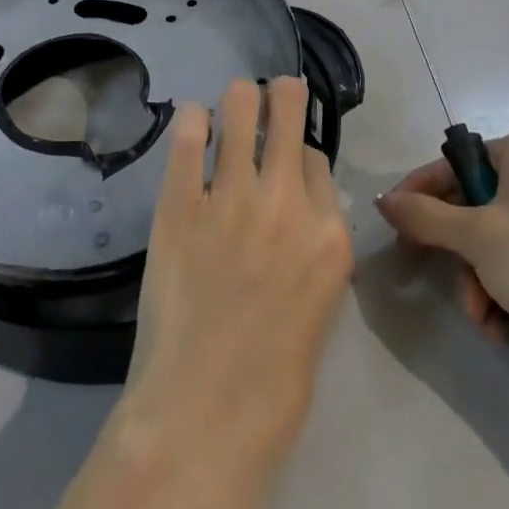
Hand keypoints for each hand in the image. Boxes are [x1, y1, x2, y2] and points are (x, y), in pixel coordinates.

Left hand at [17, 78, 349, 508]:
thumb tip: (299, 198)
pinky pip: (186, 137)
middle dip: (280, 92)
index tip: (286, 164)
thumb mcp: (320, 302)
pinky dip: (191, 122)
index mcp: (329, 233)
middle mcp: (285, 201)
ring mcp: (230, 198)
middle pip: (287, 107)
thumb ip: (314, 241)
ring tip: (230, 106)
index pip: (317, 157)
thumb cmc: (274, 377)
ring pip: (239, 105)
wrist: (204, 416)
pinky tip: (192, 124)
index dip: (299, 154)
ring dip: (237, 98)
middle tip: (268, 96)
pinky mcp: (179, 204)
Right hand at [376, 129, 508, 361]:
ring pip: (490, 242)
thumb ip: (424, 216)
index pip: (458, 161)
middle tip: (425, 268)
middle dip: (455, 249)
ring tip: (479, 314)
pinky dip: (500, 295)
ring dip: (475, 281)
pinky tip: (499, 327)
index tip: (392, 218)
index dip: (422, 189)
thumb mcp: (477, 236)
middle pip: (472, 204)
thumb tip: (383, 200)